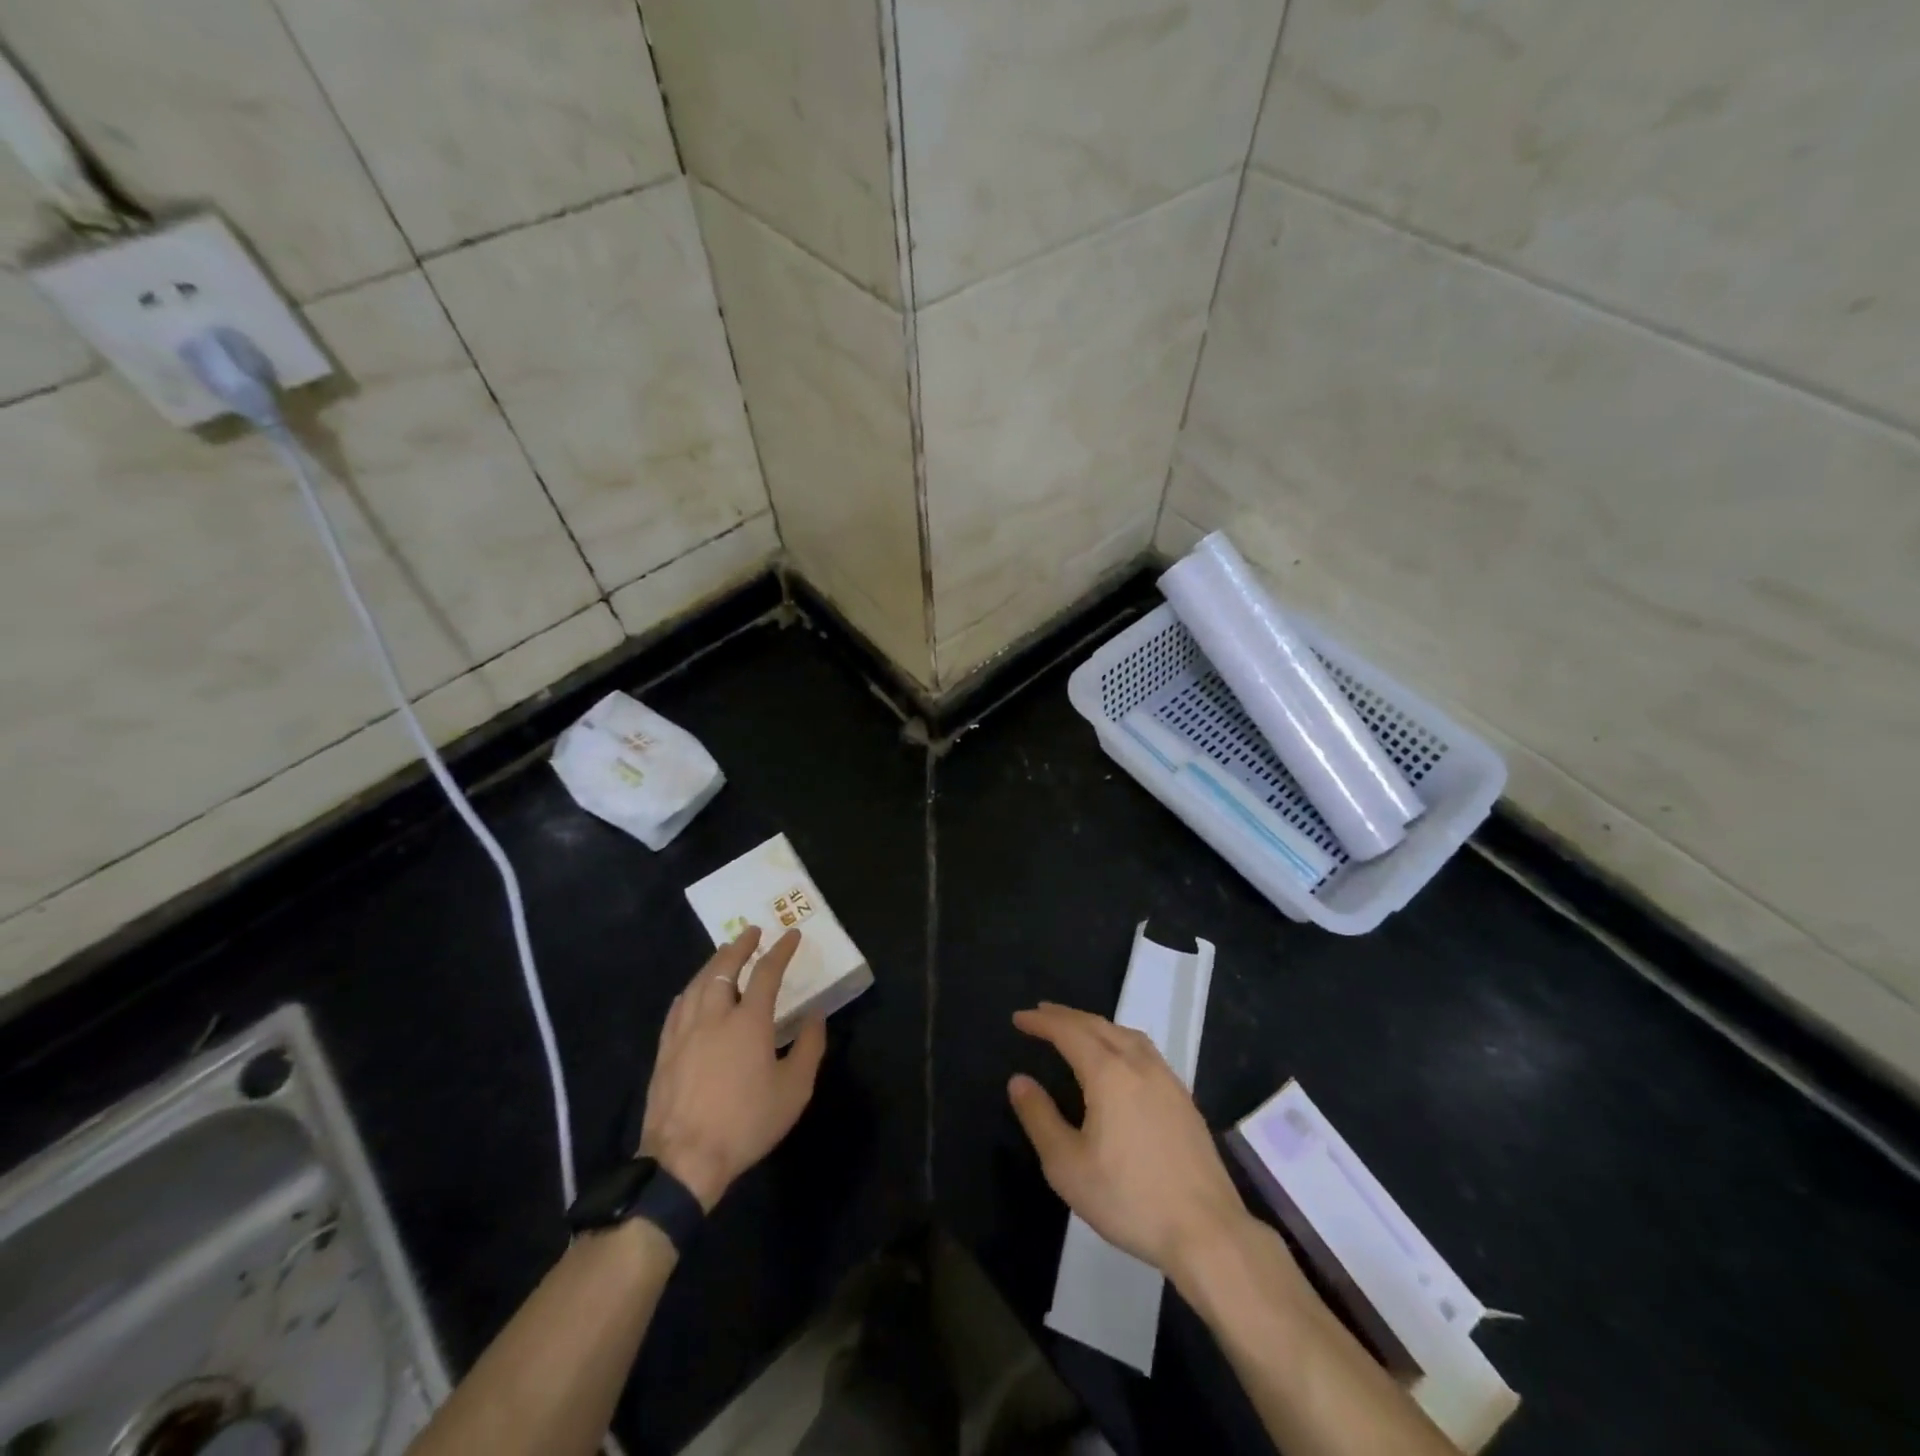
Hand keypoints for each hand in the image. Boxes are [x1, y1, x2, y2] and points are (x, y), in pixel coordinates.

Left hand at [639, 927, 826, 1209]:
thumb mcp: (794, 1090)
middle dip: (740, 946)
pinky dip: (690, 990)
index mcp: (749, 1021)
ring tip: (723, 953)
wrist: (684, 1160)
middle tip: (752, 931)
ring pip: (697, 983)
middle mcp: (714, 1016)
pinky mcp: (665, 1050)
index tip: (791, 935)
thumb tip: (816, 1015)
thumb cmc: (746, 1123)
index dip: (781, 950)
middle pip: (724, 968)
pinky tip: (692, 992)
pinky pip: (678, 1007)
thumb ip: (809, 1047)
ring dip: (713, 963)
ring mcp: (684, 1032)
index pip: (767, 972)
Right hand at [1009, 1002, 1249, 1283]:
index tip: (1019, 1017)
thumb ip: (1040, 1118)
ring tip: (1078, 1029)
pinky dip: (1120, 1040)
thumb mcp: (1067, 1166)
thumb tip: (1019, 1081)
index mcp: (1109, 1074)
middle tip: (1042, 1013)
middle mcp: (1139, 1065)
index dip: (1042, 1022)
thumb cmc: (1129, 1198)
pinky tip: (1120, 1059)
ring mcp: (1167, 1080)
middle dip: (1067, 1016)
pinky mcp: (1184, 1099)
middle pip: (1098, 1025)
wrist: (1206, 1231)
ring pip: (1126, 1034)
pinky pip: (1145, 1051)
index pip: (1069, 1032)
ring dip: (1096, 1025)